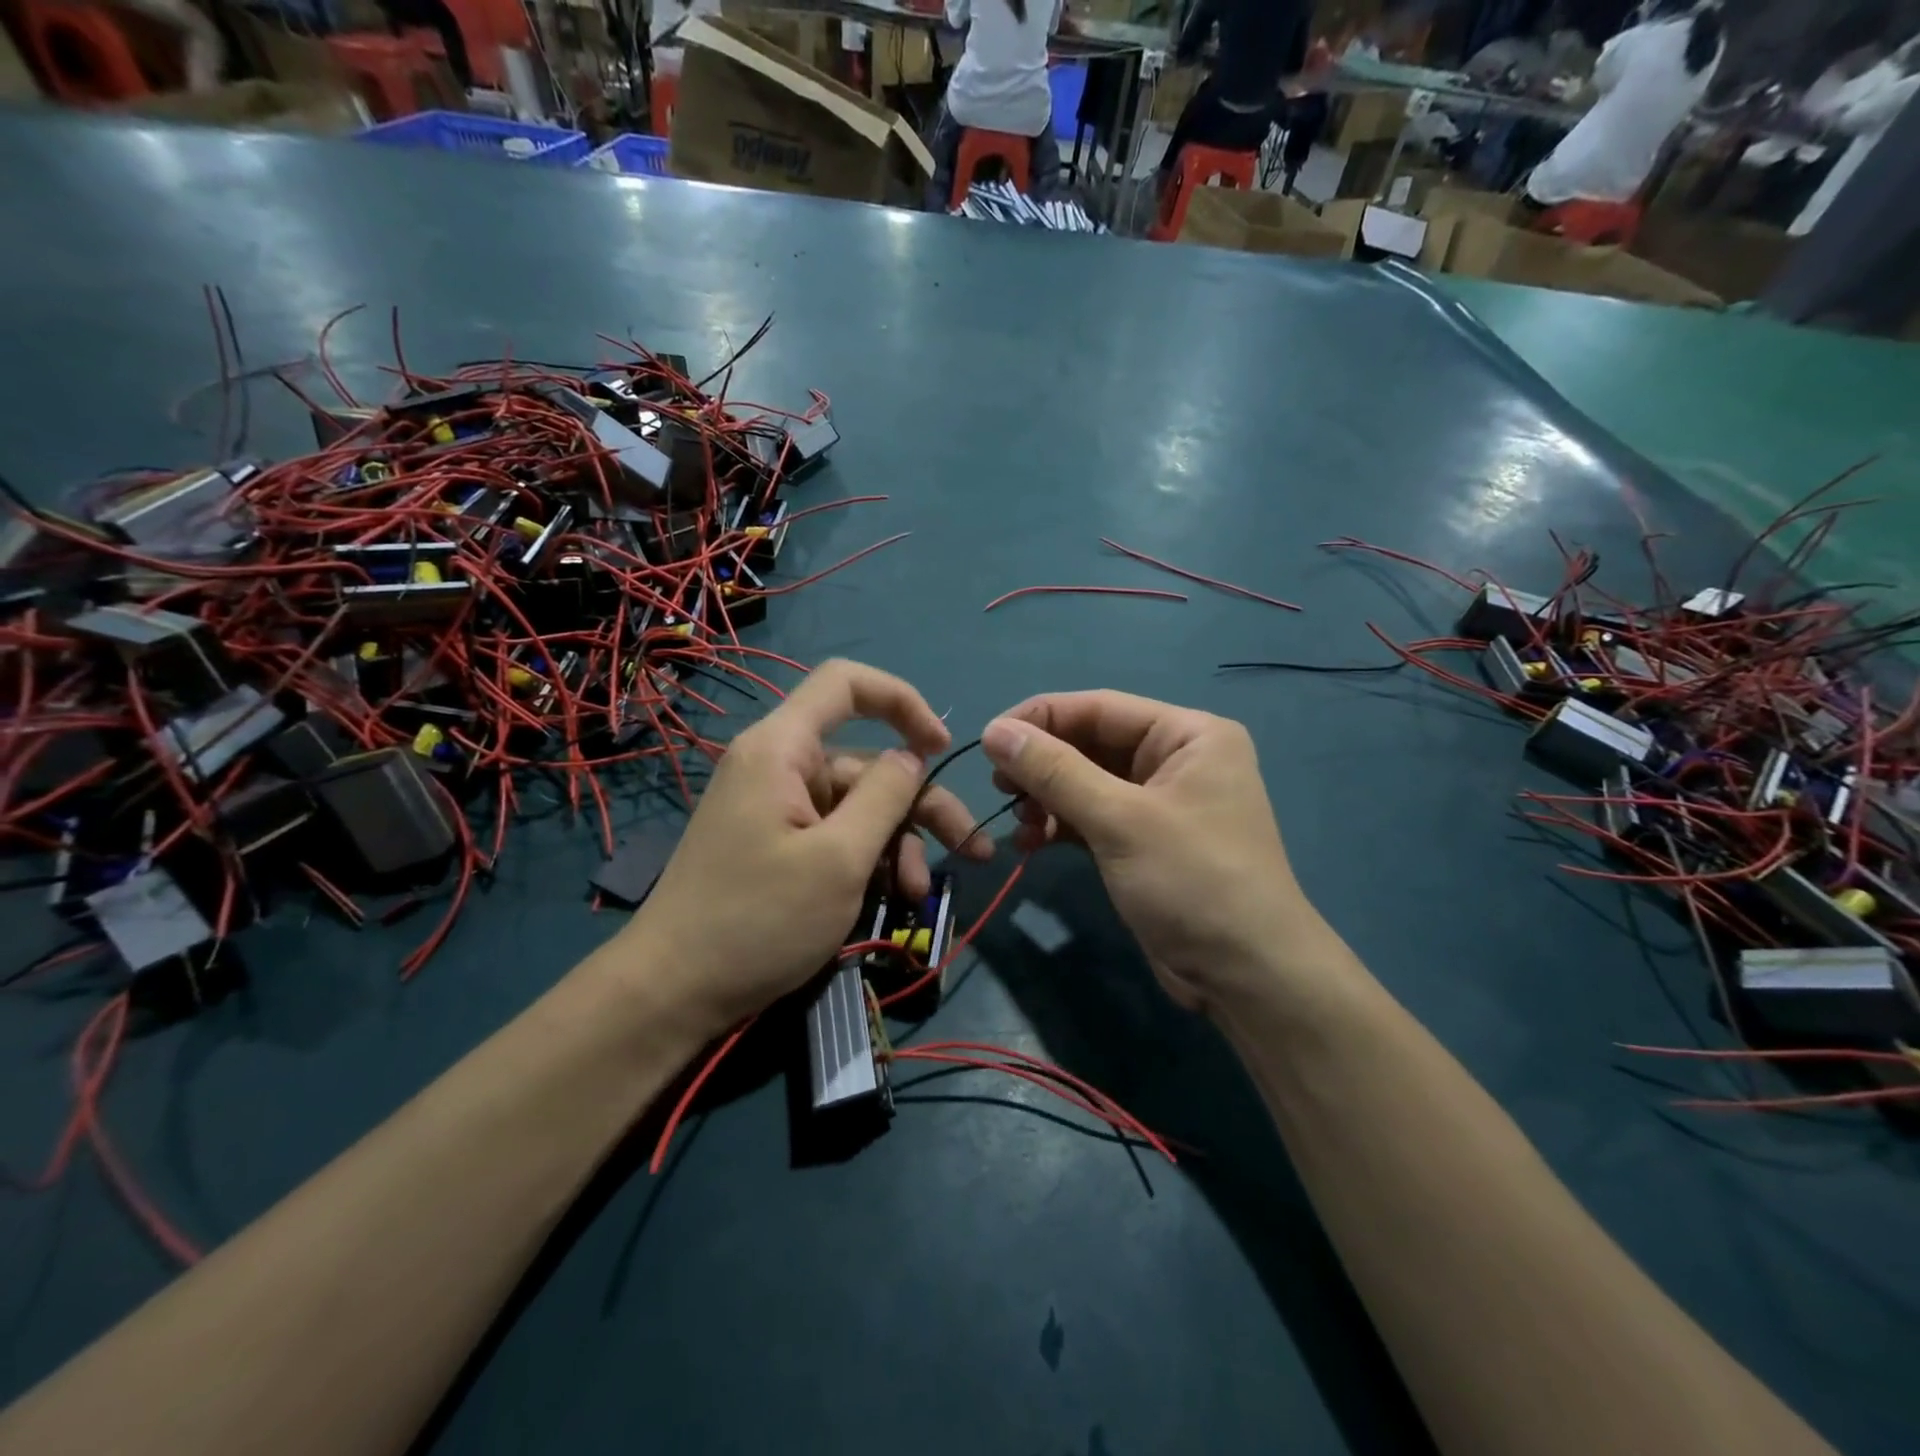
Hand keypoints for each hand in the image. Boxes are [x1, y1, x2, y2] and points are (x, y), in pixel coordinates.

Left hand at [604, 661, 992, 1036]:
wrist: (672, 993)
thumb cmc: (758, 921)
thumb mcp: (839, 859)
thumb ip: (885, 796)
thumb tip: (911, 757)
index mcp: (782, 749)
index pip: (845, 684)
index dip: (901, 701)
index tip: (939, 746)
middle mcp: (778, 767)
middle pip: (866, 763)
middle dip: (920, 804)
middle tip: (969, 850)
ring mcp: (776, 808)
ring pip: (857, 807)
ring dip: (897, 845)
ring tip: (916, 895)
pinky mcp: (777, 844)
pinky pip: (835, 835)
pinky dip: (867, 860)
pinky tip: (889, 900)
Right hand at [981, 691, 1347, 1018]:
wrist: (1247, 978)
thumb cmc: (1192, 882)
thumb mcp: (1119, 820)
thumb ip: (1054, 771)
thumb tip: (994, 730)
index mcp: (1188, 735)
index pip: (1100, 707)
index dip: (1040, 718)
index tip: (987, 739)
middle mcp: (1176, 759)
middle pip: (1091, 744)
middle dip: (1042, 764)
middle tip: (998, 787)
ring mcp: (1160, 803)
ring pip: (1087, 782)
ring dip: (1047, 798)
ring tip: (1020, 822)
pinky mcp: (1144, 841)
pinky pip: (1092, 817)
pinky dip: (1061, 826)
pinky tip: (1031, 843)